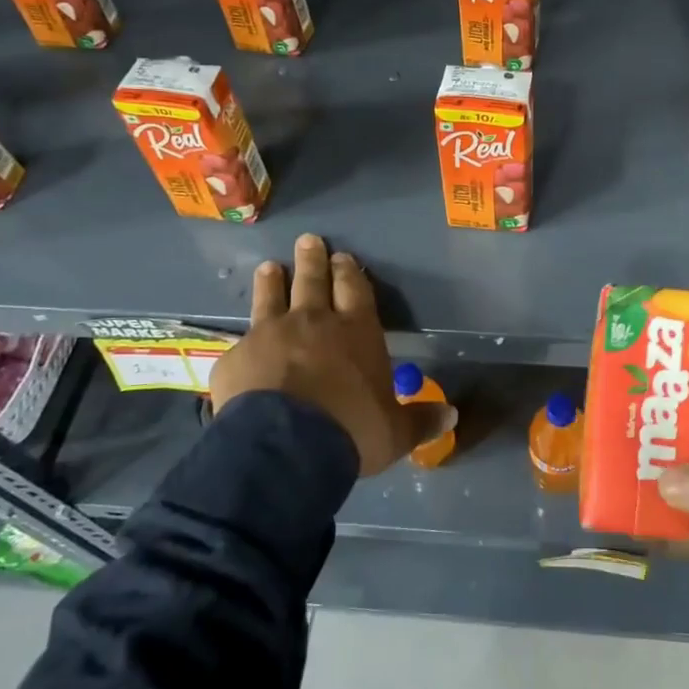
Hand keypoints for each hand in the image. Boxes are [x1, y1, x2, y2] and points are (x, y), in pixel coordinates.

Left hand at [210, 234, 451, 474]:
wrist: (283, 448)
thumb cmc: (350, 431)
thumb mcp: (395, 432)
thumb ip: (420, 421)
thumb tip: (452, 417)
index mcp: (356, 331)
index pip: (355, 290)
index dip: (349, 272)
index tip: (342, 257)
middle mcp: (313, 322)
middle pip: (312, 281)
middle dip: (313, 260)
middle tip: (308, 240)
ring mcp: (270, 335)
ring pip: (271, 298)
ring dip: (272, 281)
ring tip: (269, 267)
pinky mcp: (236, 357)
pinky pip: (241, 343)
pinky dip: (244, 339)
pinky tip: (239, 343)